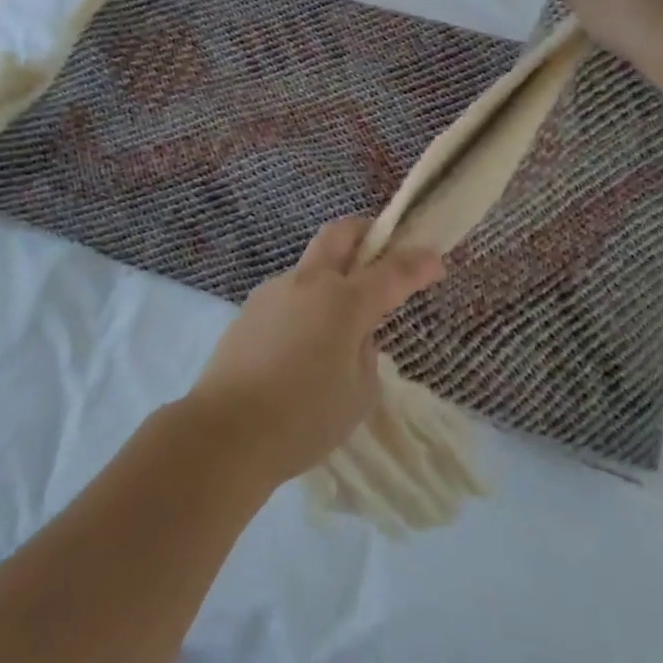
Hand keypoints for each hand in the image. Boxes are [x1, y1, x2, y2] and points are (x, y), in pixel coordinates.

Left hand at [183, 218, 444, 487]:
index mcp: (342, 301)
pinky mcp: (250, 309)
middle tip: (383, 246)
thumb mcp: (358, 393)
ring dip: (332, 274)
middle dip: (366, 231)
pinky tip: (303, 346)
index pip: (391, 271)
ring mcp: (274, 291)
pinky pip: (289, 294)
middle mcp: (308, 283)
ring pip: (311, 265)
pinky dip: (307, 305)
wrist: (226, 432)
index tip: (435, 259)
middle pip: (339, 234)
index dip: (418, 263)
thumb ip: (365, 352)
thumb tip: (354, 333)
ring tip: (339, 323)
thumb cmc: (303, 419)